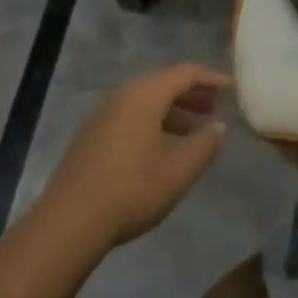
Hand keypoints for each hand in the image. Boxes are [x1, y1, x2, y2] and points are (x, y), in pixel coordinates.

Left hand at [40, 64, 229, 246]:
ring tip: (194, 130)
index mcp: (145, 95)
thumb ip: (204, 146)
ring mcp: (104, 115)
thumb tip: (219, 127)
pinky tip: (162, 147)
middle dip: (192, 93)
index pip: (185, 73)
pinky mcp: (92, 135)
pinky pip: (131, 115)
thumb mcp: (177, 172)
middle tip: (214, 107)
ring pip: (147, 101)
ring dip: (173, 110)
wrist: (67, 223)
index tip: (230, 89)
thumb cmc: (130, 191)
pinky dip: (154, 121)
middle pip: (164, 83)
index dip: (210, 79)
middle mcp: (124, 96)